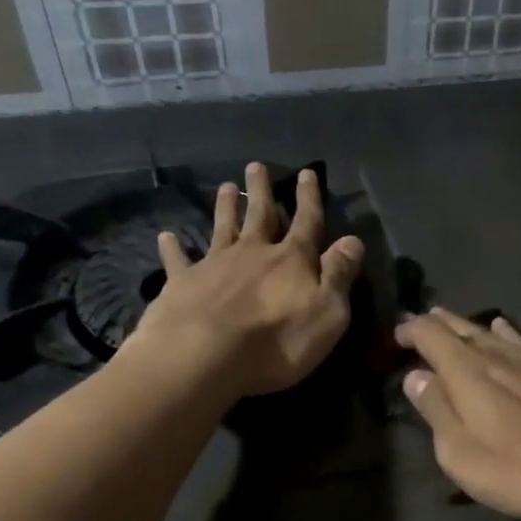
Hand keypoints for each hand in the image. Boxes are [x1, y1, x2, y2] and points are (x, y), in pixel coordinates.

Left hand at [124, 163, 362, 397]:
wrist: (205, 354)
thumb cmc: (278, 340)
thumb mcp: (328, 313)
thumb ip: (339, 275)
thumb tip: (353, 240)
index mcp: (292, 260)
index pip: (307, 222)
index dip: (309, 198)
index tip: (307, 173)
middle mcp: (253, 252)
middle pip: (260, 215)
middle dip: (261, 191)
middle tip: (256, 166)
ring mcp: (215, 264)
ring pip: (222, 227)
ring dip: (224, 207)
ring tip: (224, 187)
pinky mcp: (183, 283)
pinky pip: (178, 260)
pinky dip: (173, 247)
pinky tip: (166, 236)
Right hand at [396, 309, 520, 520]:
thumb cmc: (520, 471)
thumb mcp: (462, 454)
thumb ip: (437, 410)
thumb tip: (416, 376)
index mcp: (469, 372)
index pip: (432, 335)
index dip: (411, 330)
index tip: (397, 335)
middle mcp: (499, 355)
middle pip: (461, 328)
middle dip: (436, 324)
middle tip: (419, 322)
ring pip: (491, 332)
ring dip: (466, 326)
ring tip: (450, 320)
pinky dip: (504, 332)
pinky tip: (504, 330)